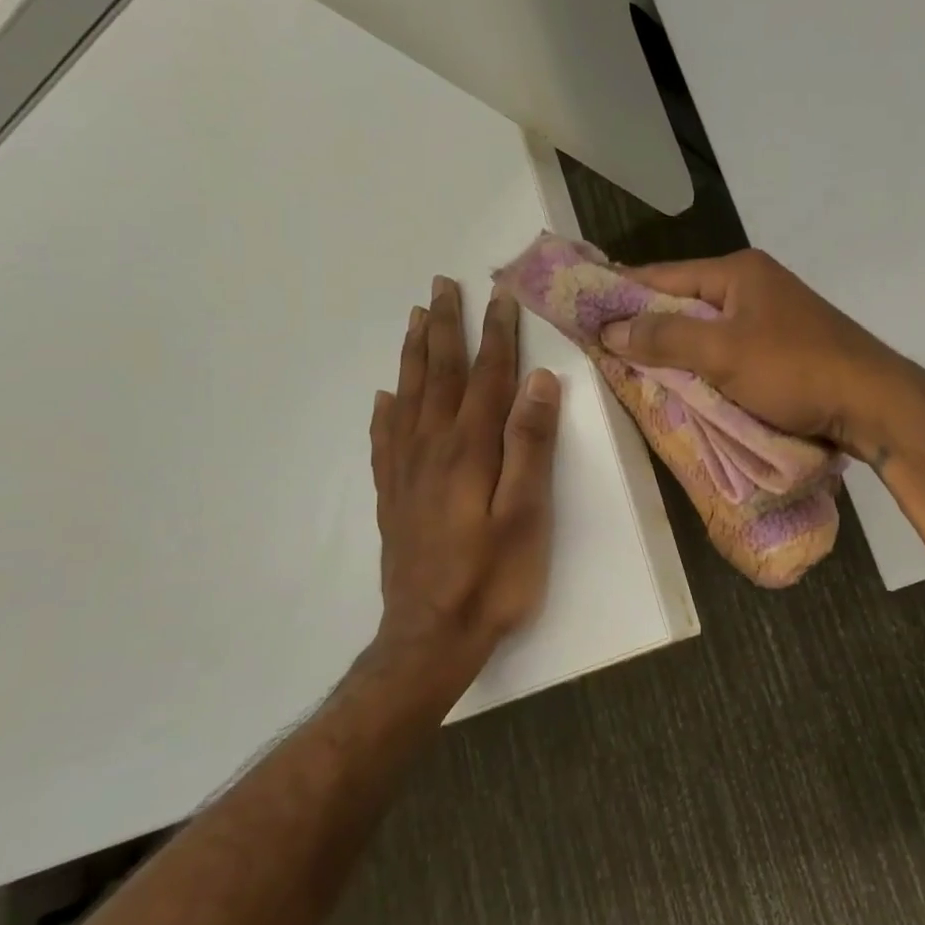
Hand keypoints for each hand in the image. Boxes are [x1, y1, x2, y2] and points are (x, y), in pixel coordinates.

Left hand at [365, 276, 561, 717]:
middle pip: (439, 375)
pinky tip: (384, 397)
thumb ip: (531, 446)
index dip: (496, 335)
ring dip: (415, 355)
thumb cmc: (493, 578)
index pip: (486, 377)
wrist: (431, 638)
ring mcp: (406, 472)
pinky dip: (385, 410)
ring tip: (416, 319)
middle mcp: (432, 449)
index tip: (500, 295)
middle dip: (445, 328)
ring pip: (408, 397)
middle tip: (442, 286)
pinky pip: (384, 440)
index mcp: (470, 449)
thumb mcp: (527, 514)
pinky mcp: (393, 497)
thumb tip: (540, 382)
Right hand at [600, 249, 924, 464]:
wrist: (873, 404)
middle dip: (646, 324)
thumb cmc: (795, 370)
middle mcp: (754, 285)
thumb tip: (610, 329)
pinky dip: (703, 363)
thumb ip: (664, 337)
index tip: (582, 309)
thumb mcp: (723, 353)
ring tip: (634, 367)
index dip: (622, 292)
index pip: (664, 276)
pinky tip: (684, 382)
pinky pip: (727, 349)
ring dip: (674, 348)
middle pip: (684, 301)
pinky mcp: (783, 347)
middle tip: (604, 346)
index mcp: (739, 272)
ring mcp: (772, 316)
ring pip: (706, 328)